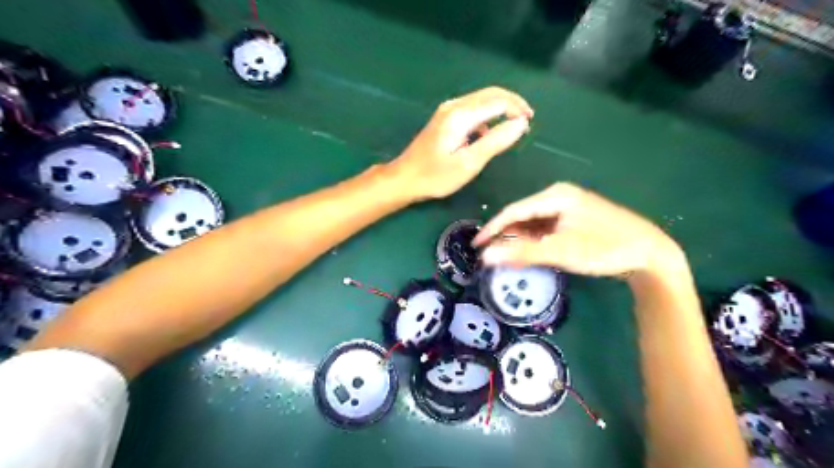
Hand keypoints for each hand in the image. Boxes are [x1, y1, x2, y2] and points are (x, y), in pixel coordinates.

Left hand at [392, 87, 533, 199]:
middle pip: (491, 94)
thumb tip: (521, 124)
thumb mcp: (469, 163)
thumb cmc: (436, 176)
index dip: (517, 109)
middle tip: (527, 120)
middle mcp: (454, 106)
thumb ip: (495, 141)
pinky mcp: (444, 119)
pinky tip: (488, 134)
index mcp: (461, 114)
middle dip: (512, 104)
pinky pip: (472, 109)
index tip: (530, 123)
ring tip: (512, 127)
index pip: (498, 101)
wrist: (404, 178)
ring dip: (500, 109)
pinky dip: (487, 116)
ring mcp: (447, 111)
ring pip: (481, 100)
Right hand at [472, 183, 679, 276]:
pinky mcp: (575, 219)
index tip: (475, 246)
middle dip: (505, 236)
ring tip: (505, 257)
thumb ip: (522, 253)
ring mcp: (569, 207)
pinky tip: (529, 252)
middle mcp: (559, 196)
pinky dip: (535, 240)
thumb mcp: (560, 251)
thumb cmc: (604, 248)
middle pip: (523, 216)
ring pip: (534, 223)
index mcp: (555, 195)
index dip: (492, 228)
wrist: (650, 253)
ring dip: (519, 240)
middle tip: (489, 255)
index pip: (513, 210)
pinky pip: (546, 228)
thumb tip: (486, 256)